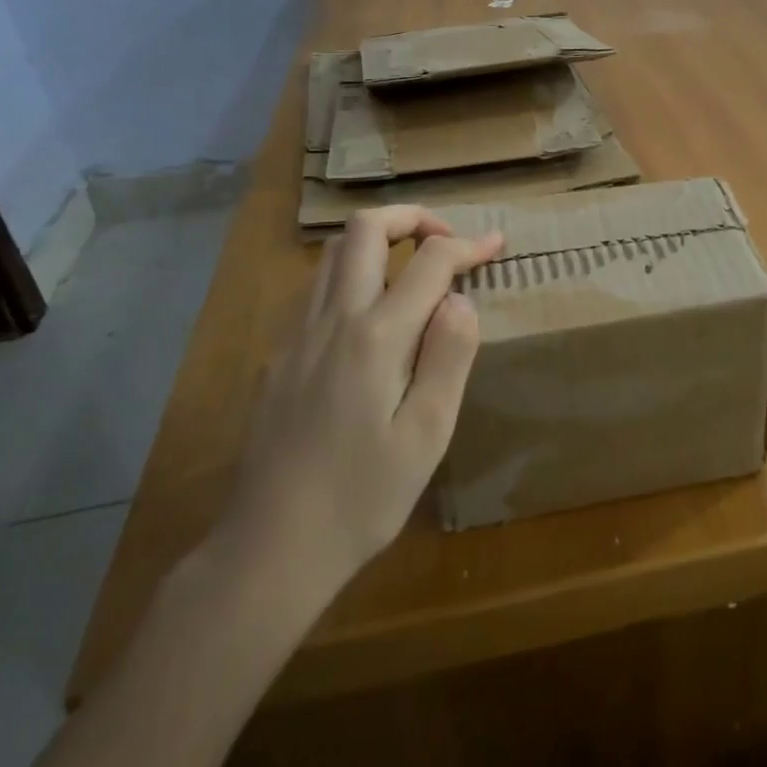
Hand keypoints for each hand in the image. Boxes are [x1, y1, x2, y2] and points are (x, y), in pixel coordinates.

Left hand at [210, 206, 502, 611]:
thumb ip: (449, 356)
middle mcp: (332, 319)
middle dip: (413, 218)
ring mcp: (297, 334)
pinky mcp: (278, 355)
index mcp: (376, 337)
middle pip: (365, 229)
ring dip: (379, 242)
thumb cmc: (361, 498)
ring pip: (334, 252)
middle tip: (446, 243)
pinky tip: (372, 317)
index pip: (430, 261)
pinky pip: (317, 288)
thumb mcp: (426, 435)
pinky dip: (353, 274)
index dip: (469, 244)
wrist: (269, 549)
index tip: (497, 244)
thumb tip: (460, 299)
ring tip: (414, 271)